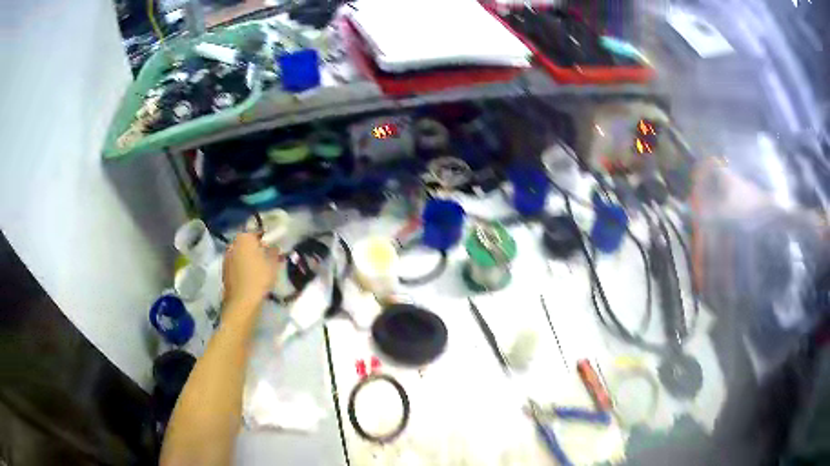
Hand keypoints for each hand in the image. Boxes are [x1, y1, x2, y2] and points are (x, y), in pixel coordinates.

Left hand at [222, 233, 279, 308]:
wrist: (242, 300)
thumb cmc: (259, 278)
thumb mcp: (273, 264)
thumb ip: (274, 252)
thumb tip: (274, 247)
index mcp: (244, 238)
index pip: (257, 232)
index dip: (266, 239)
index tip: (273, 246)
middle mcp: (233, 244)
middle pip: (246, 242)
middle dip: (255, 248)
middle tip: (266, 257)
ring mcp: (226, 257)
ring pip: (240, 253)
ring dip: (247, 257)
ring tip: (258, 268)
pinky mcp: (224, 270)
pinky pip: (235, 264)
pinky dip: (242, 267)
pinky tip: (249, 276)